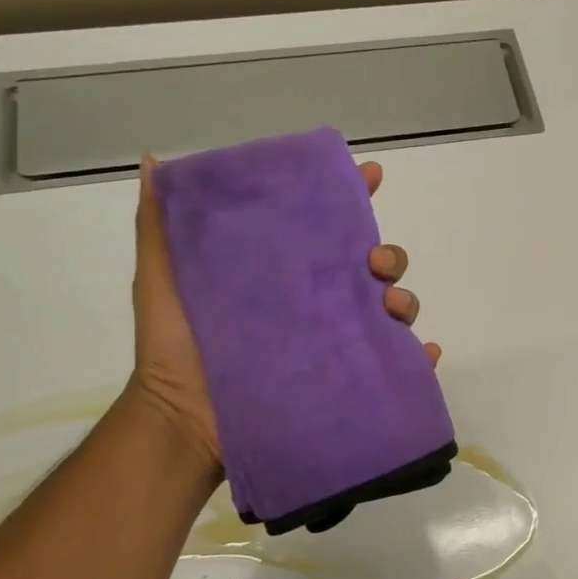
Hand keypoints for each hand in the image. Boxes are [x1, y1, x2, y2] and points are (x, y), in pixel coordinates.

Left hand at [125, 155, 439, 467]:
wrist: (183, 419)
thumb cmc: (174, 345)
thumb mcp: (162, 276)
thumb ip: (160, 224)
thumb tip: (152, 160)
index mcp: (286, 273)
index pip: (328, 226)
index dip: (353, 196)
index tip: (372, 176)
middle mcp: (319, 303)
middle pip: (374, 268)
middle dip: (389, 255)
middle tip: (374, 262)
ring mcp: (337, 343)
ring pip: (392, 312)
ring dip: (405, 301)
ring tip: (391, 306)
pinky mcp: (348, 383)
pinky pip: (397, 368)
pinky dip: (420, 360)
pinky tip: (425, 351)